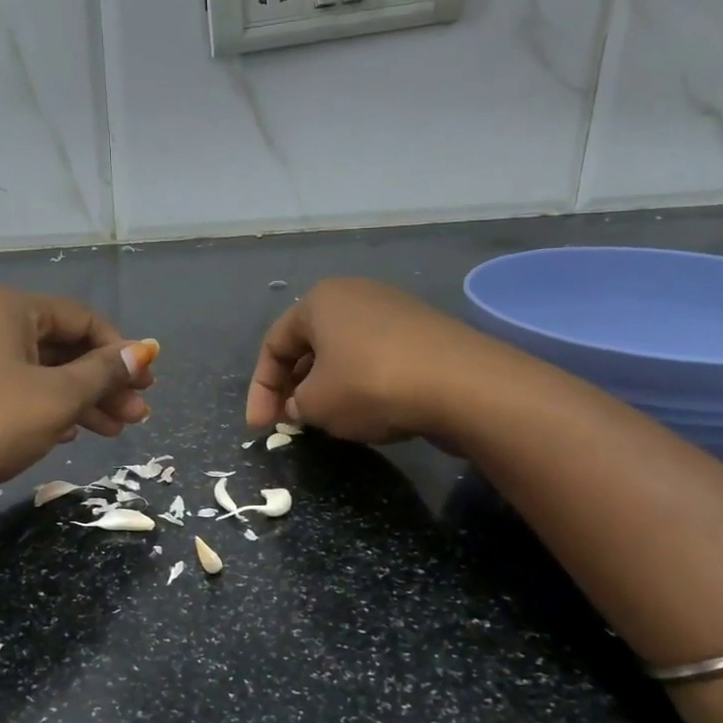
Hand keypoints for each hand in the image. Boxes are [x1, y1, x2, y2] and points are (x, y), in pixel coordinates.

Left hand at [0, 285, 157, 501]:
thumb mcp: (57, 396)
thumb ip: (103, 373)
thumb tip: (143, 351)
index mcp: (10, 308)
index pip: (82, 319)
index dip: (120, 351)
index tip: (146, 385)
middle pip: (62, 347)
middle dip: (104, 382)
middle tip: (137, 416)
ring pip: (39, 373)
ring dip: (80, 400)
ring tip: (114, 433)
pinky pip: (15, 392)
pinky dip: (46, 409)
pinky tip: (69, 433)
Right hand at [246, 278, 475, 444]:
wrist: (463, 384)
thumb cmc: (370, 385)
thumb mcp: (315, 404)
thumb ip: (295, 404)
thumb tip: (300, 404)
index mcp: (319, 300)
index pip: (273, 345)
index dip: (260, 389)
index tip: (259, 428)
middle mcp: (355, 294)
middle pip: (309, 344)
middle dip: (293, 386)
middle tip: (289, 422)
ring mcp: (393, 310)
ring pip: (343, 352)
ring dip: (326, 386)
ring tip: (325, 420)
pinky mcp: (424, 332)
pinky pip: (376, 357)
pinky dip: (360, 383)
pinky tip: (367, 410)